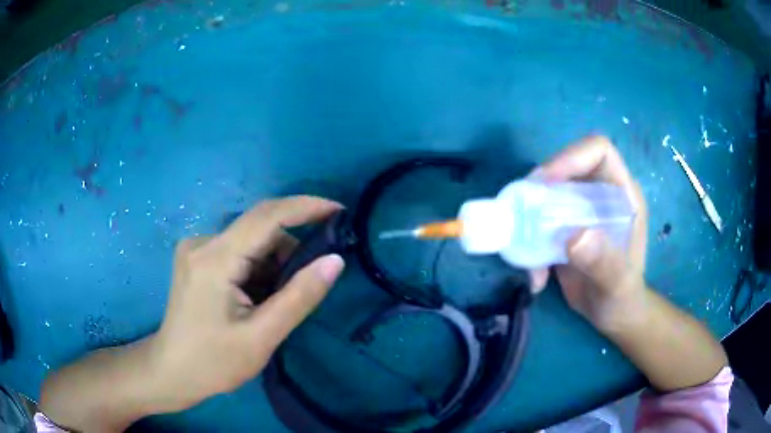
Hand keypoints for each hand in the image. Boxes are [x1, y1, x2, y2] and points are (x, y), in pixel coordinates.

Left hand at [150, 196, 344, 411]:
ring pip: (250, 241)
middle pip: (259, 228)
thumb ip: (299, 297)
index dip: (306, 207)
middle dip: (290, 250)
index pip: (267, 216)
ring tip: (275, 302)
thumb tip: (335, 261)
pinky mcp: (197, 258)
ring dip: (273, 263)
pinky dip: (257, 268)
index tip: (339, 211)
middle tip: (309, 282)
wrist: (172, 372)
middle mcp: (203, 242)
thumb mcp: (262, 337)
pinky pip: (238, 250)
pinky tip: (256, 297)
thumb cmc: (213, 362)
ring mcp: (196, 248)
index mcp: (215, 259)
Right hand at [537, 136, 648, 330]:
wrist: (612, 314)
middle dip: (541, 186)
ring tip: (524, 248)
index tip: (545, 183)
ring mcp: (581, 210)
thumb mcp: (618, 284)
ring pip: (548, 192)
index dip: (571, 157)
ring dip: (530, 217)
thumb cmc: (624, 296)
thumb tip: (574, 236)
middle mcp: (600, 194)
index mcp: (622, 194)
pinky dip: (530, 242)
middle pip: (567, 166)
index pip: (599, 151)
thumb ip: (603, 262)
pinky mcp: (564, 227)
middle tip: (521, 211)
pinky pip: (539, 220)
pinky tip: (536, 276)